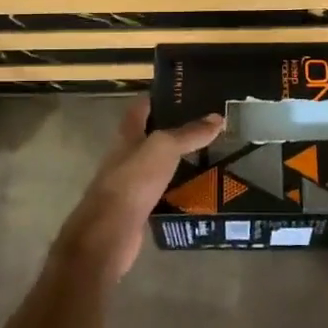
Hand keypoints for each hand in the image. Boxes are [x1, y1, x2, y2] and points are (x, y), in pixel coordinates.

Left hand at [52, 99, 223, 283]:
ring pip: (159, 166)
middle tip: (208, 127)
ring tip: (211, 156)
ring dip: (180, 161)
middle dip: (176, 131)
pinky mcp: (139, 209)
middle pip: (151, 137)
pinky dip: (179, 190)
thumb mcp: (163, 149)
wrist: (109, 234)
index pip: (140, 108)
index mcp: (127, 136)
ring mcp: (131, 184)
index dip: (159, 98)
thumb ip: (188, 133)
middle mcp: (126, 156)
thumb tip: (217, 118)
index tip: (185, 94)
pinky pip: (163, 193)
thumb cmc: (132, 181)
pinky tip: (200, 190)